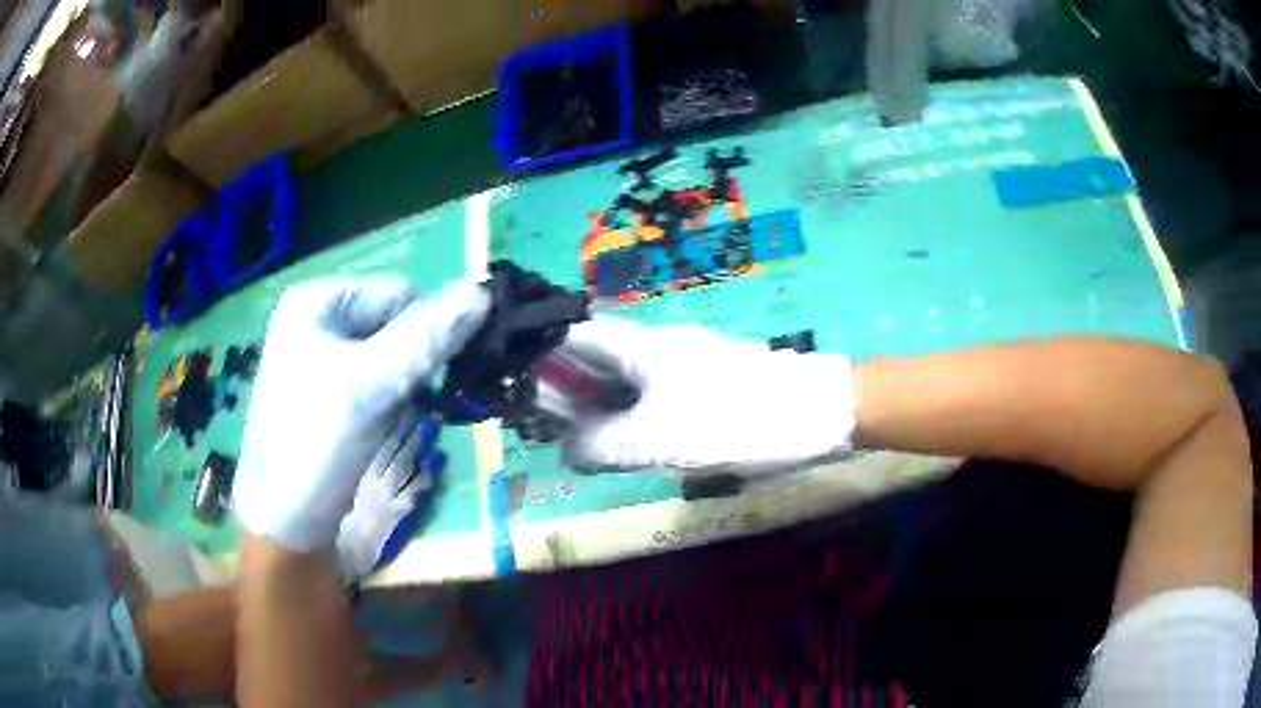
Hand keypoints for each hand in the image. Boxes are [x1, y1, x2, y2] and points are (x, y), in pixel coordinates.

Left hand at [233, 278, 489, 550]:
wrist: (286, 524)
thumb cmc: (315, 445)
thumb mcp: (369, 385)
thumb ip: (425, 337)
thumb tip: (484, 293)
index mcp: (316, 301)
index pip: (399, 294)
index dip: (425, 330)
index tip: (435, 376)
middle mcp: (319, 321)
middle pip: (395, 322)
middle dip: (415, 360)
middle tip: (411, 401)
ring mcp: (324, 359)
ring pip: (392, 354)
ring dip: (409, 383)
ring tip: (394, 418)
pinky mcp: (333, 394)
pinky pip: (380, 381)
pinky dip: (396, 400)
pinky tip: (386, 426)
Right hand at [559, 319, 856, 476]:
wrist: (816, 413)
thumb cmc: (733, 419)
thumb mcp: (658, 438)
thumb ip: (603, 444)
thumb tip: (566, 451)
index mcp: (642, 347)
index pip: (576, 337)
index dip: (544, 359)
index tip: (522, 392)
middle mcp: (660, 348)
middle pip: (599, 359)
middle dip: (569, 390)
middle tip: (547, 428)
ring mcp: (687, 367)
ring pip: (628, 381)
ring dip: (601, 407)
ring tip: (578, 441)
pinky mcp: (708, 388)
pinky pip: (655, 398)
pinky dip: (633, 417)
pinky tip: (629, 444)